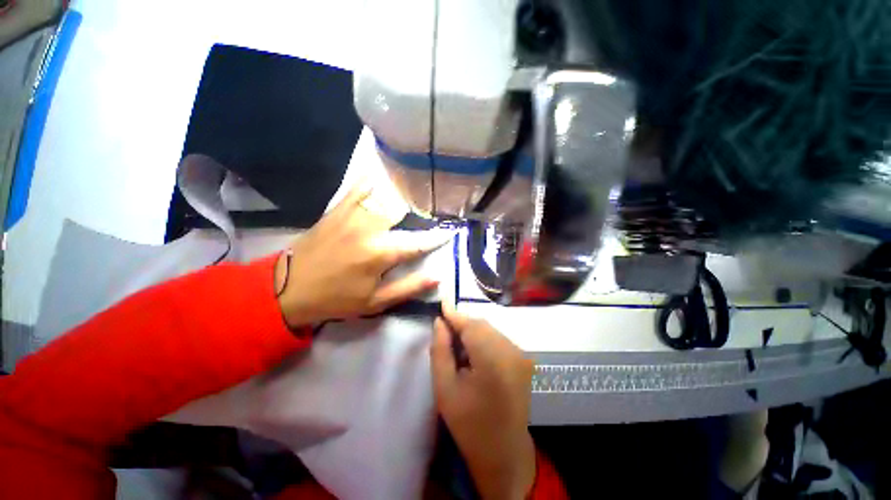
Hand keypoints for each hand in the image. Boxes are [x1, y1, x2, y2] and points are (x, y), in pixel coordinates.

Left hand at [275, 185, 443, 326]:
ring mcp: (352, 215)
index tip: (449, 232)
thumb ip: (409, 288)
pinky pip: (359, 187)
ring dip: (402, 194)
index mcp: (380, 253)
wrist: (289, 288)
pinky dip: (373, 180)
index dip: (436, 237)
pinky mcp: (338, 209)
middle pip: (403, 210)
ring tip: (414, 193)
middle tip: (428, 214)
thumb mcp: (375, 302)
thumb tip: (437, 277)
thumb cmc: (336, 299)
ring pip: (385, 194)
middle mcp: (370, 228)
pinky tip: (382, 176)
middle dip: (420, 212)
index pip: (418, 242)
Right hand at [431, 304, 536, 499]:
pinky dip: (483, 338)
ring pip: (490, 330)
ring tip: (457, 344)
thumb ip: (440, 350)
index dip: (454, 313)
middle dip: (462, 323)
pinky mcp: (522, 359)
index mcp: (492, 359)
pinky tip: (473, 353)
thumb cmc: (469, 424)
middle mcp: (511, 351)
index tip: (441, 303)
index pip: (470, 325)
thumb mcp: (445, 388)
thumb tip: (439, 322)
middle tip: (444, 330)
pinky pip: (497, 338)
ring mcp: (520, 354)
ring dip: (472, 331)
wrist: (504, 452)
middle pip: (482, 325)